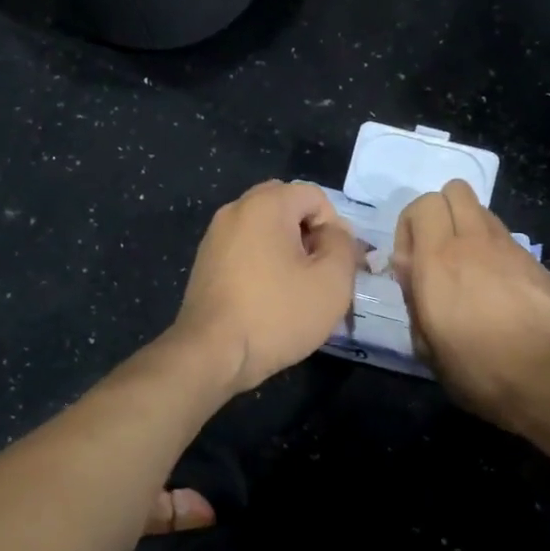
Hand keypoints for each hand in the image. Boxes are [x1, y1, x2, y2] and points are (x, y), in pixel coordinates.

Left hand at [173, 181, 355, 394]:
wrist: (212, 354)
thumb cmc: (277, 314)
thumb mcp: (332, 281)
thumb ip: (343, 245)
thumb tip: (333, 234)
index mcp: (265, 204)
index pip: (315, 196)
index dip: (335, 228)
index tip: (337, 266)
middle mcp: (235, 211)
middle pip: (287, 208)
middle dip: (310, 236)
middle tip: (320, 274)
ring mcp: (215, 238)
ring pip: (265, 231)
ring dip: (287, 253)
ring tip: (297, 291)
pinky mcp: (205, 265)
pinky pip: (246, 252)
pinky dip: (264, 266)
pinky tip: (270, 300)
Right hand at [394, 179, 549, 430]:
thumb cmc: (479, 371)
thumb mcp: (427, 347)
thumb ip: (413, 299)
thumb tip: (410, 269)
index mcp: (438, 261)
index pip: (421, 205)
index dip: (409, 228)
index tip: (410, 265)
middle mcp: (474, 242)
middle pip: (454, 190)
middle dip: (439, 213)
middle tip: (436, 254)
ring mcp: (510, 249)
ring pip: (482, 211)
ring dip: (467, 229)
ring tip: (468, 271)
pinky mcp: (536, 263)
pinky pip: (505, 239)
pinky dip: (493, 251)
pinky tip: (498, 290)